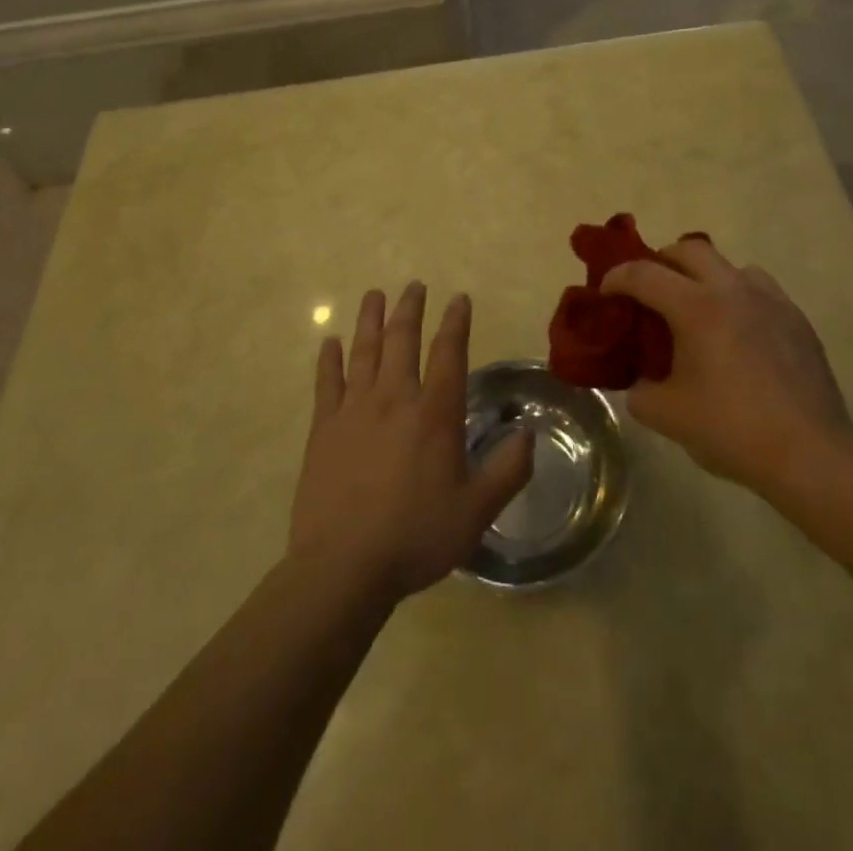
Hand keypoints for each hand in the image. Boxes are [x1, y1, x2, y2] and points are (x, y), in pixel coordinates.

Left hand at [289, 283, 532, 603]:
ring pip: (364, 351)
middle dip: (410, 308)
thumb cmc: (416, 535)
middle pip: (402, 340)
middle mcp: (394, 398)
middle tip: (414, 285)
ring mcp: (354, 411)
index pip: (448, 353)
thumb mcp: (477, 509)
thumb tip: (529, 433)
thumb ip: (509, 469)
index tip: (458, 298)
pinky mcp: (324, 429)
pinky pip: (327, 383)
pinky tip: (330, 341)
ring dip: (370, 319)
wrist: (343, 567)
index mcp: (434, 413)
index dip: (455, 322)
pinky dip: (329, 359)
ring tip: (374, 295)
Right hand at [604, 238, 852, 493]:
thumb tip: (640, 382)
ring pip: (729, 265)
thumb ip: (640, 392)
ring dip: (704, 277)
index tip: (605, 293)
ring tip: (697, 310)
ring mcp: (770, 300)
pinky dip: (737, 297)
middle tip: (649, 292)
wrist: (809, 453)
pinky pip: (759, 289)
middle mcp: (733, 289)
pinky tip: (738, 333)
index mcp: (696, 307)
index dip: (616, 278)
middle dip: (661, 263)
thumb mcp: (668, 416)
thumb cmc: (732, 430)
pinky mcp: (796, 318)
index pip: (644, 274)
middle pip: (689, 250)